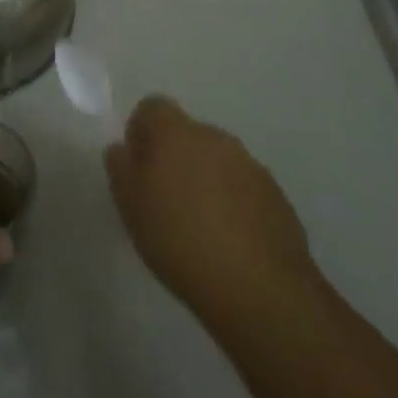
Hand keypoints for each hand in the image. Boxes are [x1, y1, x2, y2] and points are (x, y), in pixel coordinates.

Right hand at [104, 95, 319, 323]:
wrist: (260, 290)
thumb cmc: (180, 241)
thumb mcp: (130, 206)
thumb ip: (120, 168)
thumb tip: (123, 149)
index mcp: (176, 132)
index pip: (152, 107)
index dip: (141, 132)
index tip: (139, 168)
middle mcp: (215, 137)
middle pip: (187, 134)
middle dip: (176, 157)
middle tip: (167, 200)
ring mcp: (251, 166)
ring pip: (218, 160)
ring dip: (207, 180)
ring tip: (201, 226)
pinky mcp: (277, 197)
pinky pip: (245, 188)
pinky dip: (234, 203)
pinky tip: (231, 242)